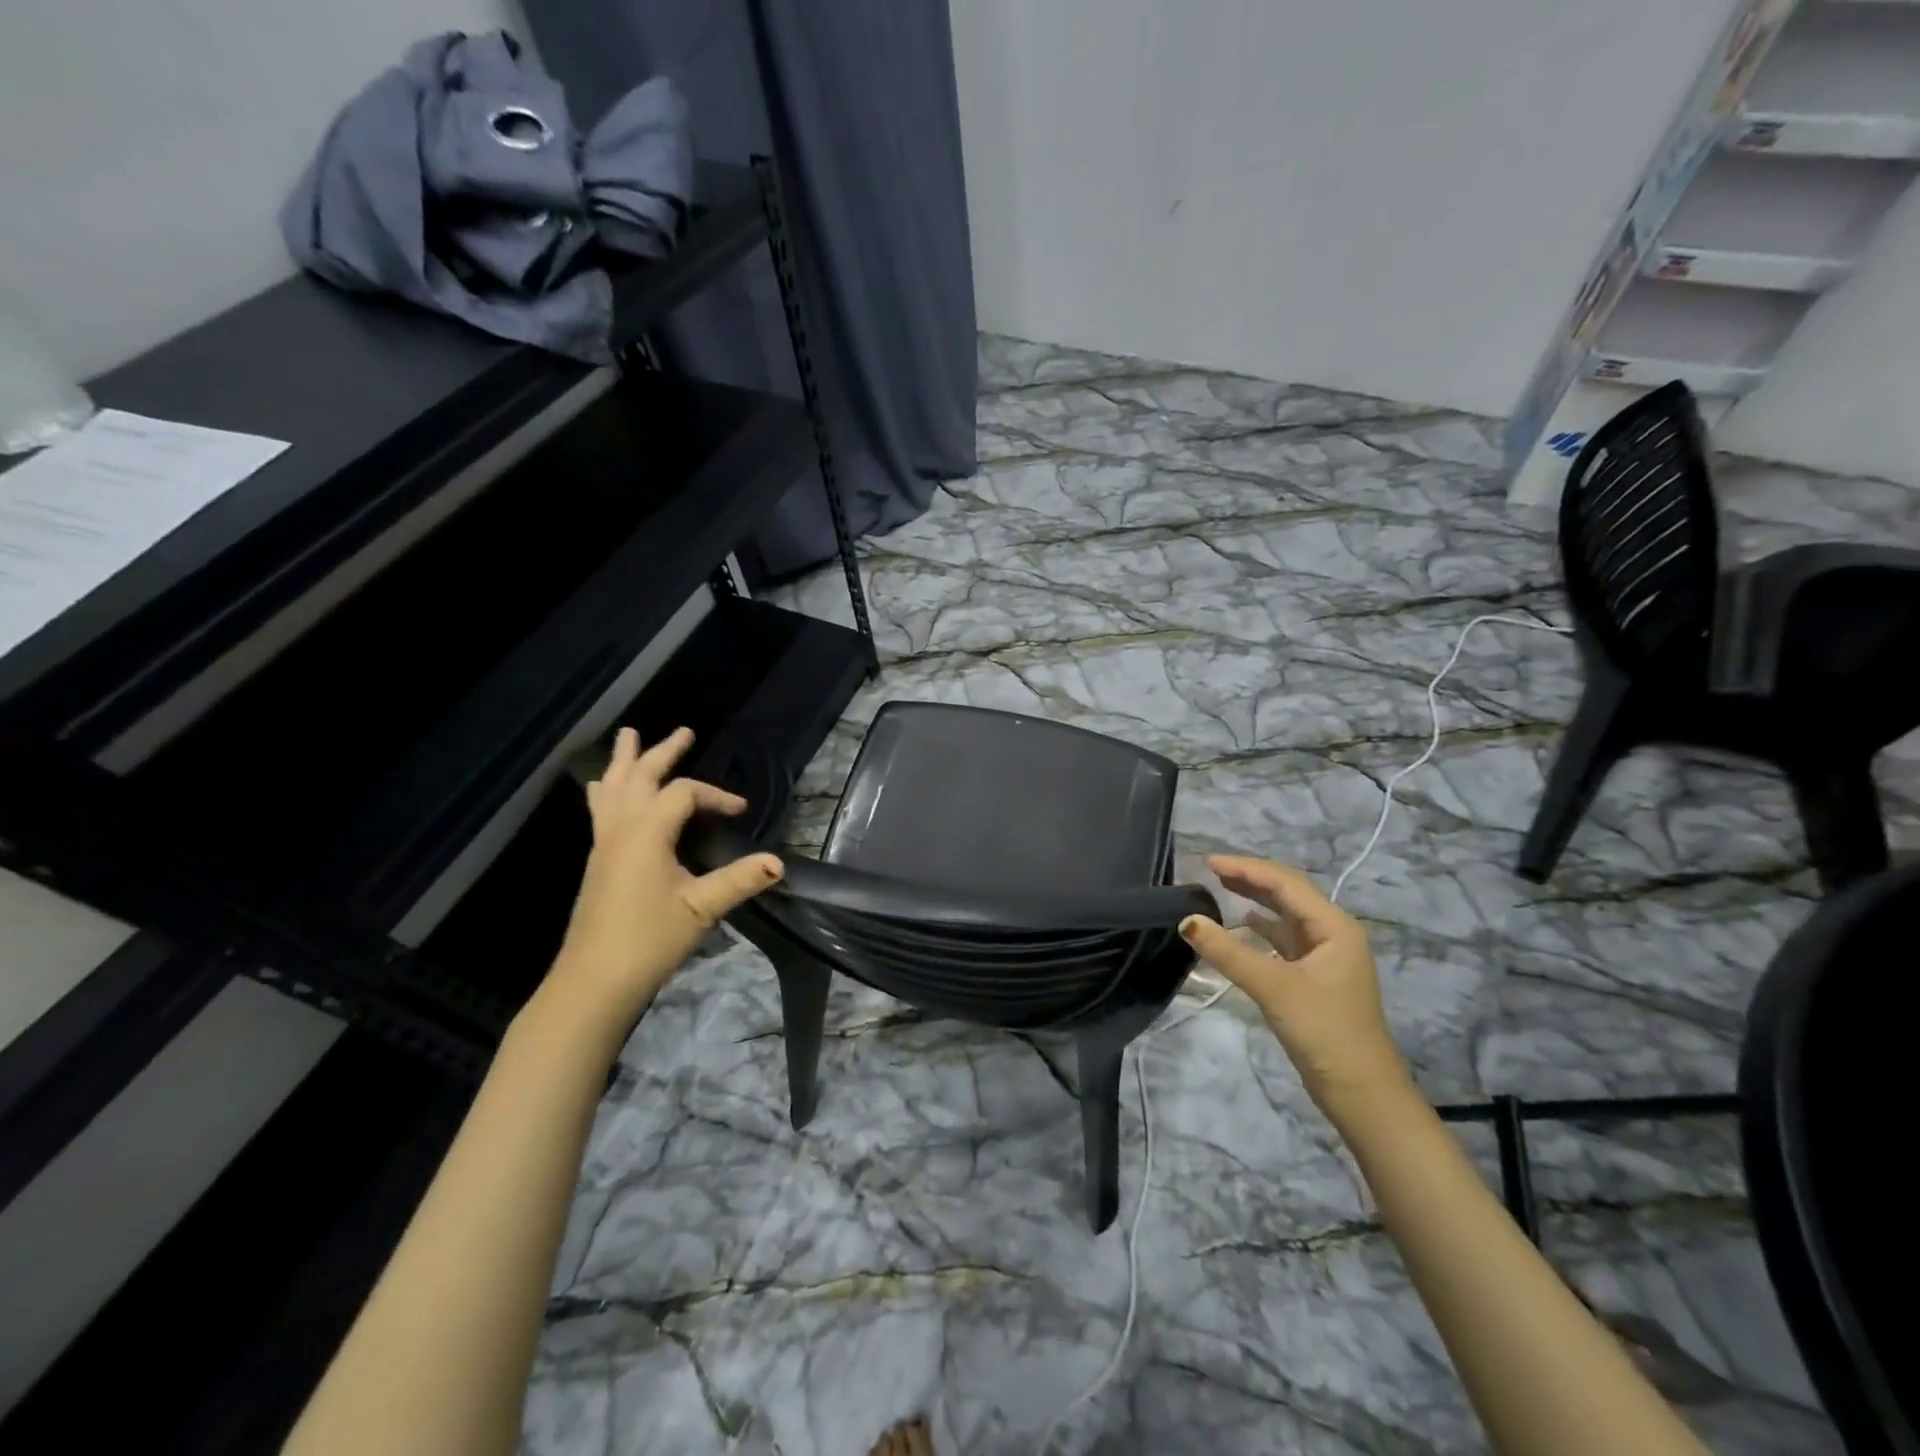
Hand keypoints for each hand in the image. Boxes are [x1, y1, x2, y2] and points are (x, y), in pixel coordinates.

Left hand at [549, 726, 782, 1018]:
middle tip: (685, 731)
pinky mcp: (598, 860)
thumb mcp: (701, 909)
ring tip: (629, 737)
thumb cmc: (649, 940)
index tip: (741, 811)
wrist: (594, 980)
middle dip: (663, 752)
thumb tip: (779, 863)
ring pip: (613, 788)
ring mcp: (604, 843)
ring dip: (625, 761)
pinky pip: (600, 809)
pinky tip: (604, 790)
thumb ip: (740, 881)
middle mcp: (621, 828)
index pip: (684, 794)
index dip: (716, 796)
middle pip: (640, 776)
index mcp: (647, 833)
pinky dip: (608, 790)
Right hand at [1180, 855, 1407, 1118]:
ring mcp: (1325, 956)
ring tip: (1220, 888)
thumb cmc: (1324, 1032)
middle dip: (1250, 879)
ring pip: (1285, 916)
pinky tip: (1241, 925)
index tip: (1207, 862)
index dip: (1246, 868)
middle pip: (1287, 894)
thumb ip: (1228, 952)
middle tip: (1210, 870)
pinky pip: (1284, 939)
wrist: (1361, 1093)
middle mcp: (1333, 934)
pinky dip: (1261, 928)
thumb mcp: (1273, 988)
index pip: (1285, 883)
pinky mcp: (1315, 977)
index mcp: (1334, 927)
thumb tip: (1186, 920)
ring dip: (1255, 900)